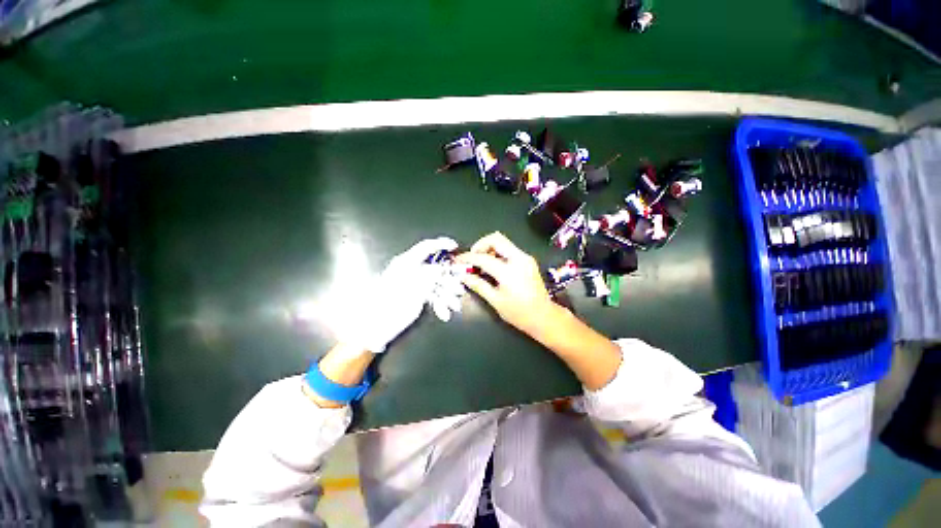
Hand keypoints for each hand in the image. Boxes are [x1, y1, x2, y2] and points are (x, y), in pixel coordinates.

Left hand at [343, 237, 462, 352]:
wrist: (374, 330)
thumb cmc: (391, 310)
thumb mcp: (414, 293)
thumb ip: (428, 277)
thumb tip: (440, 268)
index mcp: (405, 264)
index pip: (426, 247)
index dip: (441, 244)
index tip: (455, 247)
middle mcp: (408, 270)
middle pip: (434, 269)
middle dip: (448, 281)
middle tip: (459, 290)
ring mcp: (410, 282)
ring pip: (434, 283)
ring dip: (445, 294)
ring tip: (454, 306)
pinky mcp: (411, 293)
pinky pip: (429, 293)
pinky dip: (437, 301)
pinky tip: (443, 312)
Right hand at [456, 232, 561, 336]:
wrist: (544, 317)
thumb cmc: (519, 313)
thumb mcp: (496, 301)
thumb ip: (478, 285)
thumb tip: (462, 276)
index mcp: (509, 272)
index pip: (483, 258)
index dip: (467, 258)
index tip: (458, 261)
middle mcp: (519, 259)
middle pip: (496, 239)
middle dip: (480, 245)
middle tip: (472, 259)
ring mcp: (525, 258)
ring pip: (503, 242)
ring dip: (489, 249)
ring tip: (481, 264)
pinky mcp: (528, 260)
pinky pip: (509, 250)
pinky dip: (497, 254)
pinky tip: (493, 267)